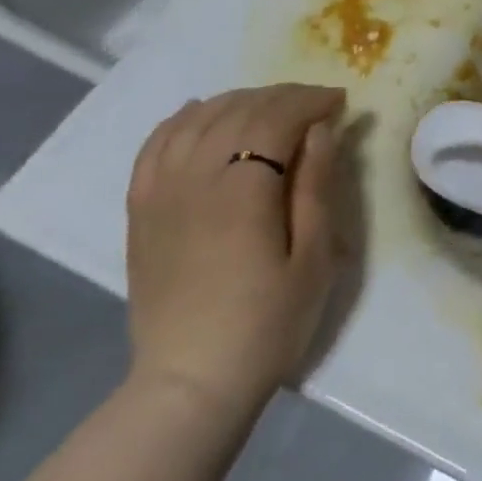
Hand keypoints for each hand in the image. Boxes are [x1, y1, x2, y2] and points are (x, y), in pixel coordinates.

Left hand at [125, 85, 346, 417]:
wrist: (192, 383)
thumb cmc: (268, 323)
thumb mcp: (314, 258)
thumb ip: (317, 186)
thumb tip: (321, 130)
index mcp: (242, 190)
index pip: (276, 118)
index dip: (310, 101)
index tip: (340, 102)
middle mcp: (194, 178)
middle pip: (238, 110)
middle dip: (282, 97)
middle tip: (315, 104)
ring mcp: (160, 193)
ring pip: (197, 119)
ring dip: (239, 101)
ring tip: (271, 108)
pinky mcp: (141, 211)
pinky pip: (156, 145)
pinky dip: (182, 119)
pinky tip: (202, 113)